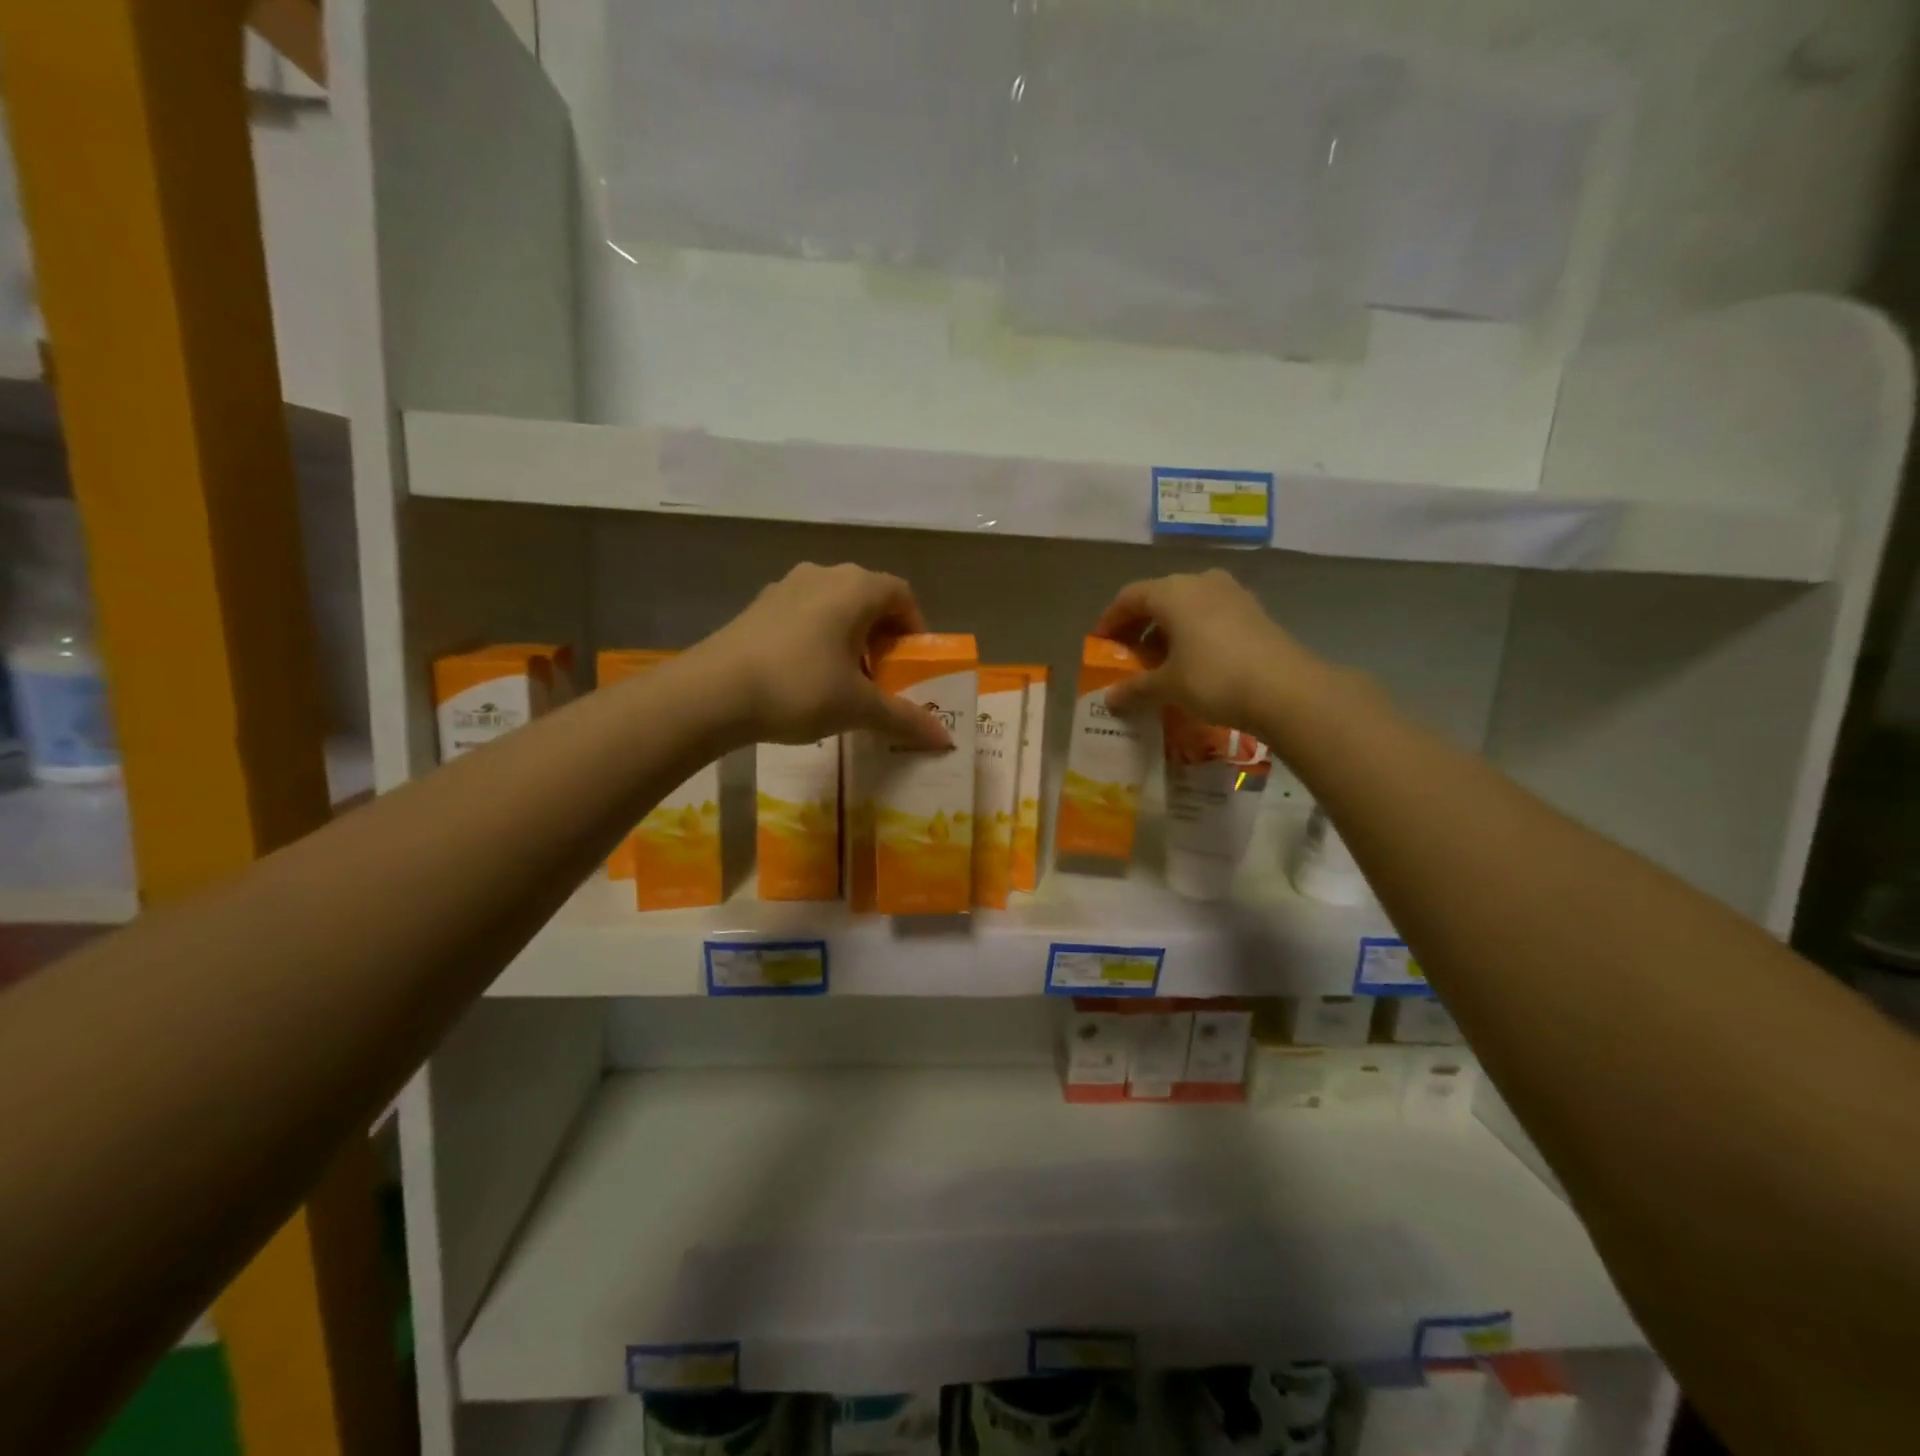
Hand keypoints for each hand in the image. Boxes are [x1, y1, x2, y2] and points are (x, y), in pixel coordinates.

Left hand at [695, 563, 952, 748]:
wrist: (712, 693)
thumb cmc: (799, 689)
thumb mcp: (858, 708)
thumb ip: (905, 719)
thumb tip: (946, 740)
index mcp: (855, 588)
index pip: (901, 594)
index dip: (915, 627)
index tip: (914, 663)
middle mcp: (823, 575)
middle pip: (868, 597)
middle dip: (882, 635)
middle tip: (884, 675)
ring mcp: (785, 587)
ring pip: (833, 605)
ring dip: (849, 636)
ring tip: (846, 679)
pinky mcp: (757, 606)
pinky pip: (803, 614)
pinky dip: (818, 638)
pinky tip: (806, 676)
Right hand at [1092, 569, 1329, 733]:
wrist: (1287, 689)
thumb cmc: (1214, 678)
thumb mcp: (1168, 686)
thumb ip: (1135, 688)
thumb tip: (1110, 698)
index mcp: (1172, 591)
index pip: (1128, 597)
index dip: (1110, 620)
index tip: (1100, 644)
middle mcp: (1200, 582)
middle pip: (1158, 598)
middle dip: (1139, 627)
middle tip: (1128, 656)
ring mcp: (1231, 594)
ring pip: (1187, 606)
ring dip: (1168, 631)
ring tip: (1160, 663)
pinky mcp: (1254, 611)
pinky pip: (1210, 616)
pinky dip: (1193, 633)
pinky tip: (1194, 662)